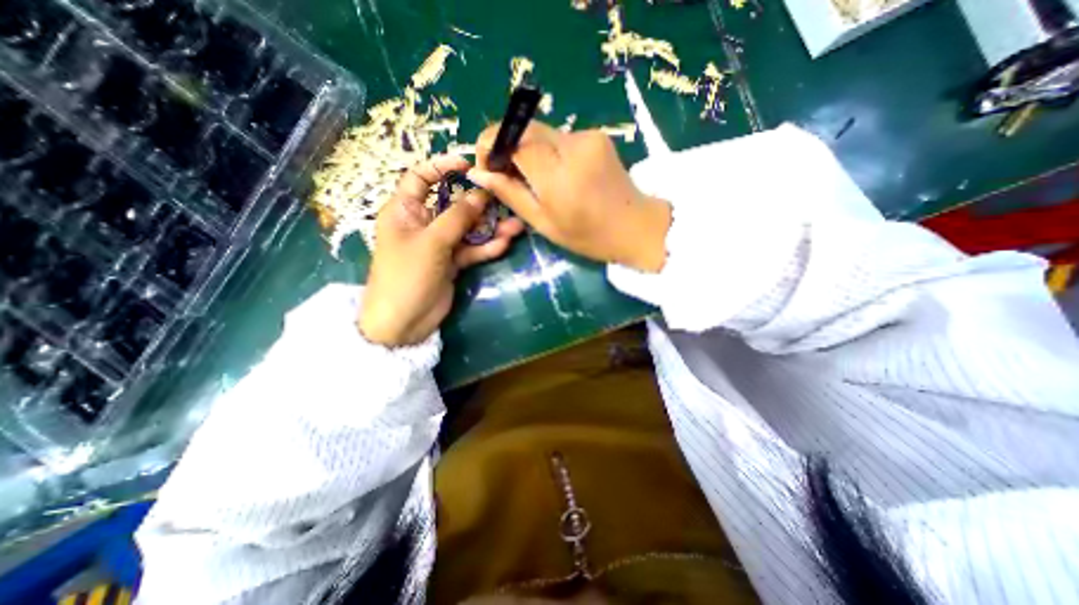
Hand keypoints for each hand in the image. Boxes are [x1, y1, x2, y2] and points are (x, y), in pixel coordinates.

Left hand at [358, 153, 527, 346]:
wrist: (404, 322)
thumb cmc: (406, 275)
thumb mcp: (432, 242)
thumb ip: (458, 217)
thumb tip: (480, 193)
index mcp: (405, 210)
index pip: (420, 177)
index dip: (442, 167)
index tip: (468, 165)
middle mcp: (423, 223)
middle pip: (453, 204)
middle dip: (479, 203)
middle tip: (504, 200)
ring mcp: (440, 244)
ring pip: (468, 229)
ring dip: (490, 228)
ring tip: (516, 226)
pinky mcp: (452, 262)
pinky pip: (472, 249)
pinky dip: (487, 247)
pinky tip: (505, 244)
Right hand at [468, 120, 671, 272]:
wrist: (636, 227)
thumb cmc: (588, 236)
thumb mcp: (544, 223)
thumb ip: (510, 194)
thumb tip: (478, 174)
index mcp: (558, 175)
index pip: (511, 137)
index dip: (490, 145)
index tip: (487, 166)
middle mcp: (573, 145)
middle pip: (525, 128)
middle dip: (507, 146)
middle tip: (506, 174)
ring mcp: (588, 136)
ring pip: (542, 132)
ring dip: (528, 151)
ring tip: (533, 180)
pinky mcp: (597, 135)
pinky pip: (560, 137)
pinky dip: (548, 152)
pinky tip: (557, 174)